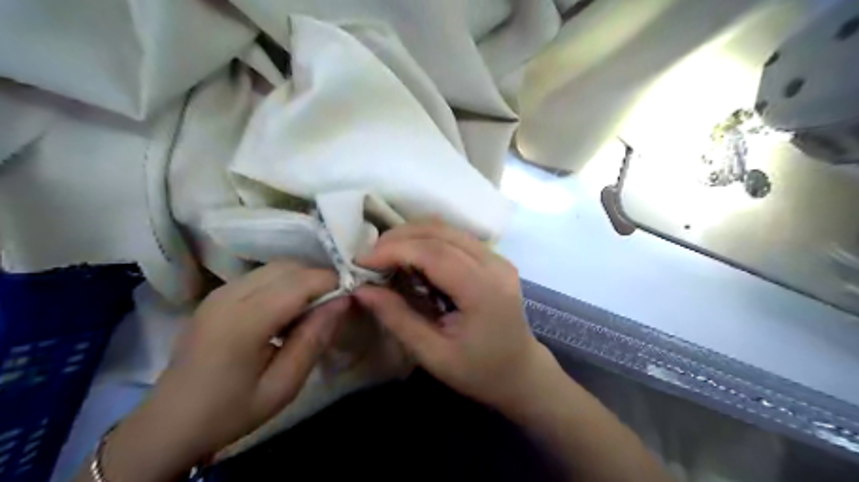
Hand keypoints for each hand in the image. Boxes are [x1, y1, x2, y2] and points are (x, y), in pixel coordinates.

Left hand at [94, 264, 346, 481]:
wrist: (168, 423)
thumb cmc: (230, 411)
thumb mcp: (283, 386)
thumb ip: (314, 339)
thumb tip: (343, 301)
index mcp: (244, 321)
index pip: (301, 282)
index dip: (333, 282)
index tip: (353, 296)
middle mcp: (230, 296)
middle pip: (289, 267)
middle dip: (319, 278)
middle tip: (336, 303)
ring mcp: (219, 292)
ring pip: (275, 267)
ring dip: (302, 278)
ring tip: (315, 307)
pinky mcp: (216, 295)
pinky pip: (261, 275)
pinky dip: (284, 282)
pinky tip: (288, 308)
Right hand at [354, 221, 557, 411]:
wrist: (521, 372)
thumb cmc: (479, 371)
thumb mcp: (433, 355)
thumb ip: (398, 318)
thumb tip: (361, 290)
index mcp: (483, 290)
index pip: (434, 253)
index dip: (394, 250)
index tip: (361, 261)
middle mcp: (494, 264)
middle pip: (440, 231)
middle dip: (398, 238)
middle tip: (369, 258)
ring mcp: (497, 258)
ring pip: (447, 229)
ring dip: (411, 236)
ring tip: (385, 257)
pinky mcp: (494, 258)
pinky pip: (455, 237)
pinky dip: (427, 241)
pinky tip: (411, 259)